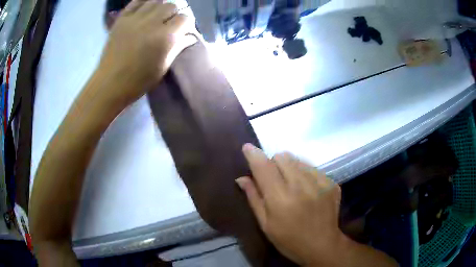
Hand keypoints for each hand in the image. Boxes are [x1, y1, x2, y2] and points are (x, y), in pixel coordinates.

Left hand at [98, 0, 196, 105]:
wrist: (110, 84)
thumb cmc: (138, 81)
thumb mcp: (163, 67)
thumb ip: (178, 48)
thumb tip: (190, 37)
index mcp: (165, 37)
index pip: (185, 18)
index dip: (186, 24)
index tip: (182, 30)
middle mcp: (152, 23)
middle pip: (171, 6)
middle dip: (173, 14)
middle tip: (168, 24)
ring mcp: (135, 19)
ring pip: (156, 1)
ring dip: (160, 7)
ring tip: (156, 16)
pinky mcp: (122, 19)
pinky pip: (136, 1)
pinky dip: (144, 2)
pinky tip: (145, 9)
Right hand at [236, 144, 344, 265]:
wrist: (322, 245)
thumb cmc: (289, 240)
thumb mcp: (265, 224)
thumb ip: (254, 198)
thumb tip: (241, 178)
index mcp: (280, 199)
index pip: (263, 167)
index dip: (253, 154)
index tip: (247, 148)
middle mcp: (301, 186)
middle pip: (282, 156)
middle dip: (273, 163)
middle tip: (274, 179)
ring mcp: (319, 182)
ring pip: (298, 160)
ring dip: (290, 167)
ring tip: (292, 185)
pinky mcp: (331, 183)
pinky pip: (312, 168)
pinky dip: (305, 174)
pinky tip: (307, 190)